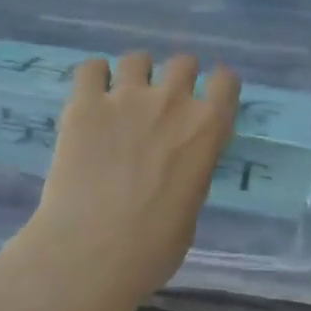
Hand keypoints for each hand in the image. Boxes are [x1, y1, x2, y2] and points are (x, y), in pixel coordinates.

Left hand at [23, 50, 240, 310]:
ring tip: (123, 95)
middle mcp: (172, 101)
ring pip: (137, 58)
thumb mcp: (190, 208)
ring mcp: (126, 97)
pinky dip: (95, 77)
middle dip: (177, 76)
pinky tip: (92, 95)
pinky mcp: (85, 104)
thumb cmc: (153, 248)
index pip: (225, 81)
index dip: (218, 86)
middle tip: (163, 101)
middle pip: (183, 62)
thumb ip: (190, 173)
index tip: (209, 96)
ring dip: (135, 74)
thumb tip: (176, 167)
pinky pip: (91, 68)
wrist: (93, 252)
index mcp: (207, 129)